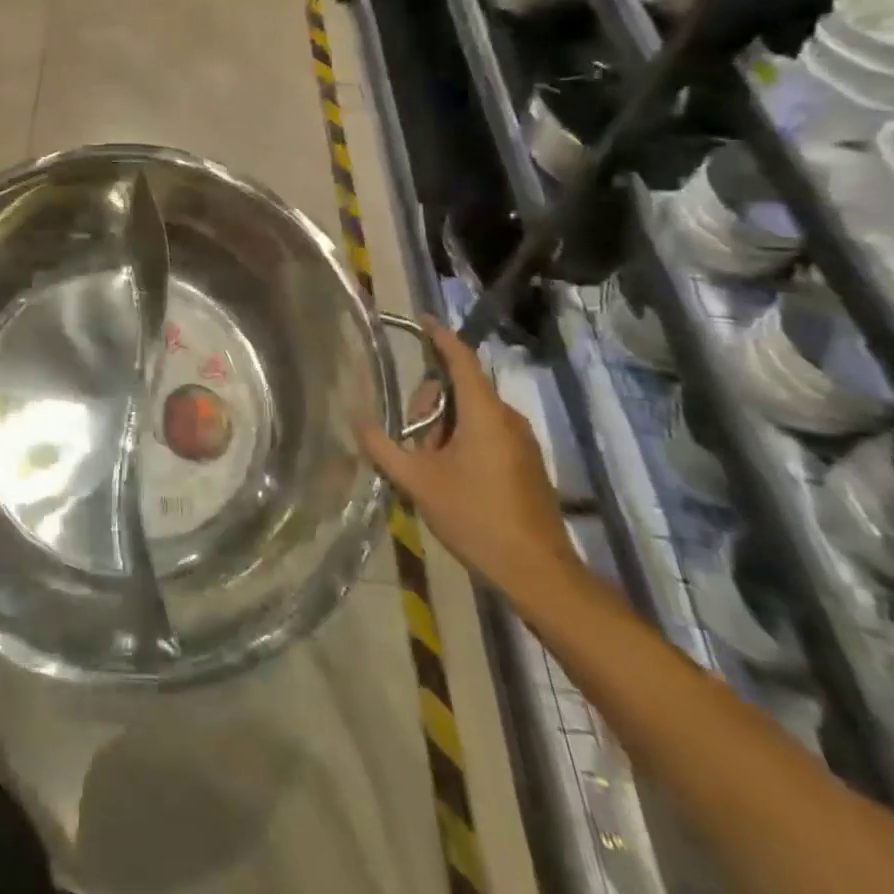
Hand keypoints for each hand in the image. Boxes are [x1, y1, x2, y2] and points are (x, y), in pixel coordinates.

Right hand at [356, 319, 577, 600]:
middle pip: (459, 389)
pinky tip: (450, 478)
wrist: (537, 573)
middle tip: (412, 442)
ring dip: (444, 428)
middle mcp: (507, 418)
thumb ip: (383, 447)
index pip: (460, 359)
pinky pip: (488, 434)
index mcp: (483, 413)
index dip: (439, 336)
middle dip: (429, 405)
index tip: (421, 320)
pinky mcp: (527, 463)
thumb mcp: (417, 482)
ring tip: (429, 467)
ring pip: (472, 414)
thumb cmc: (475, 518)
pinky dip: (463, 442)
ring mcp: (522, 442)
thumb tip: (356, 419)